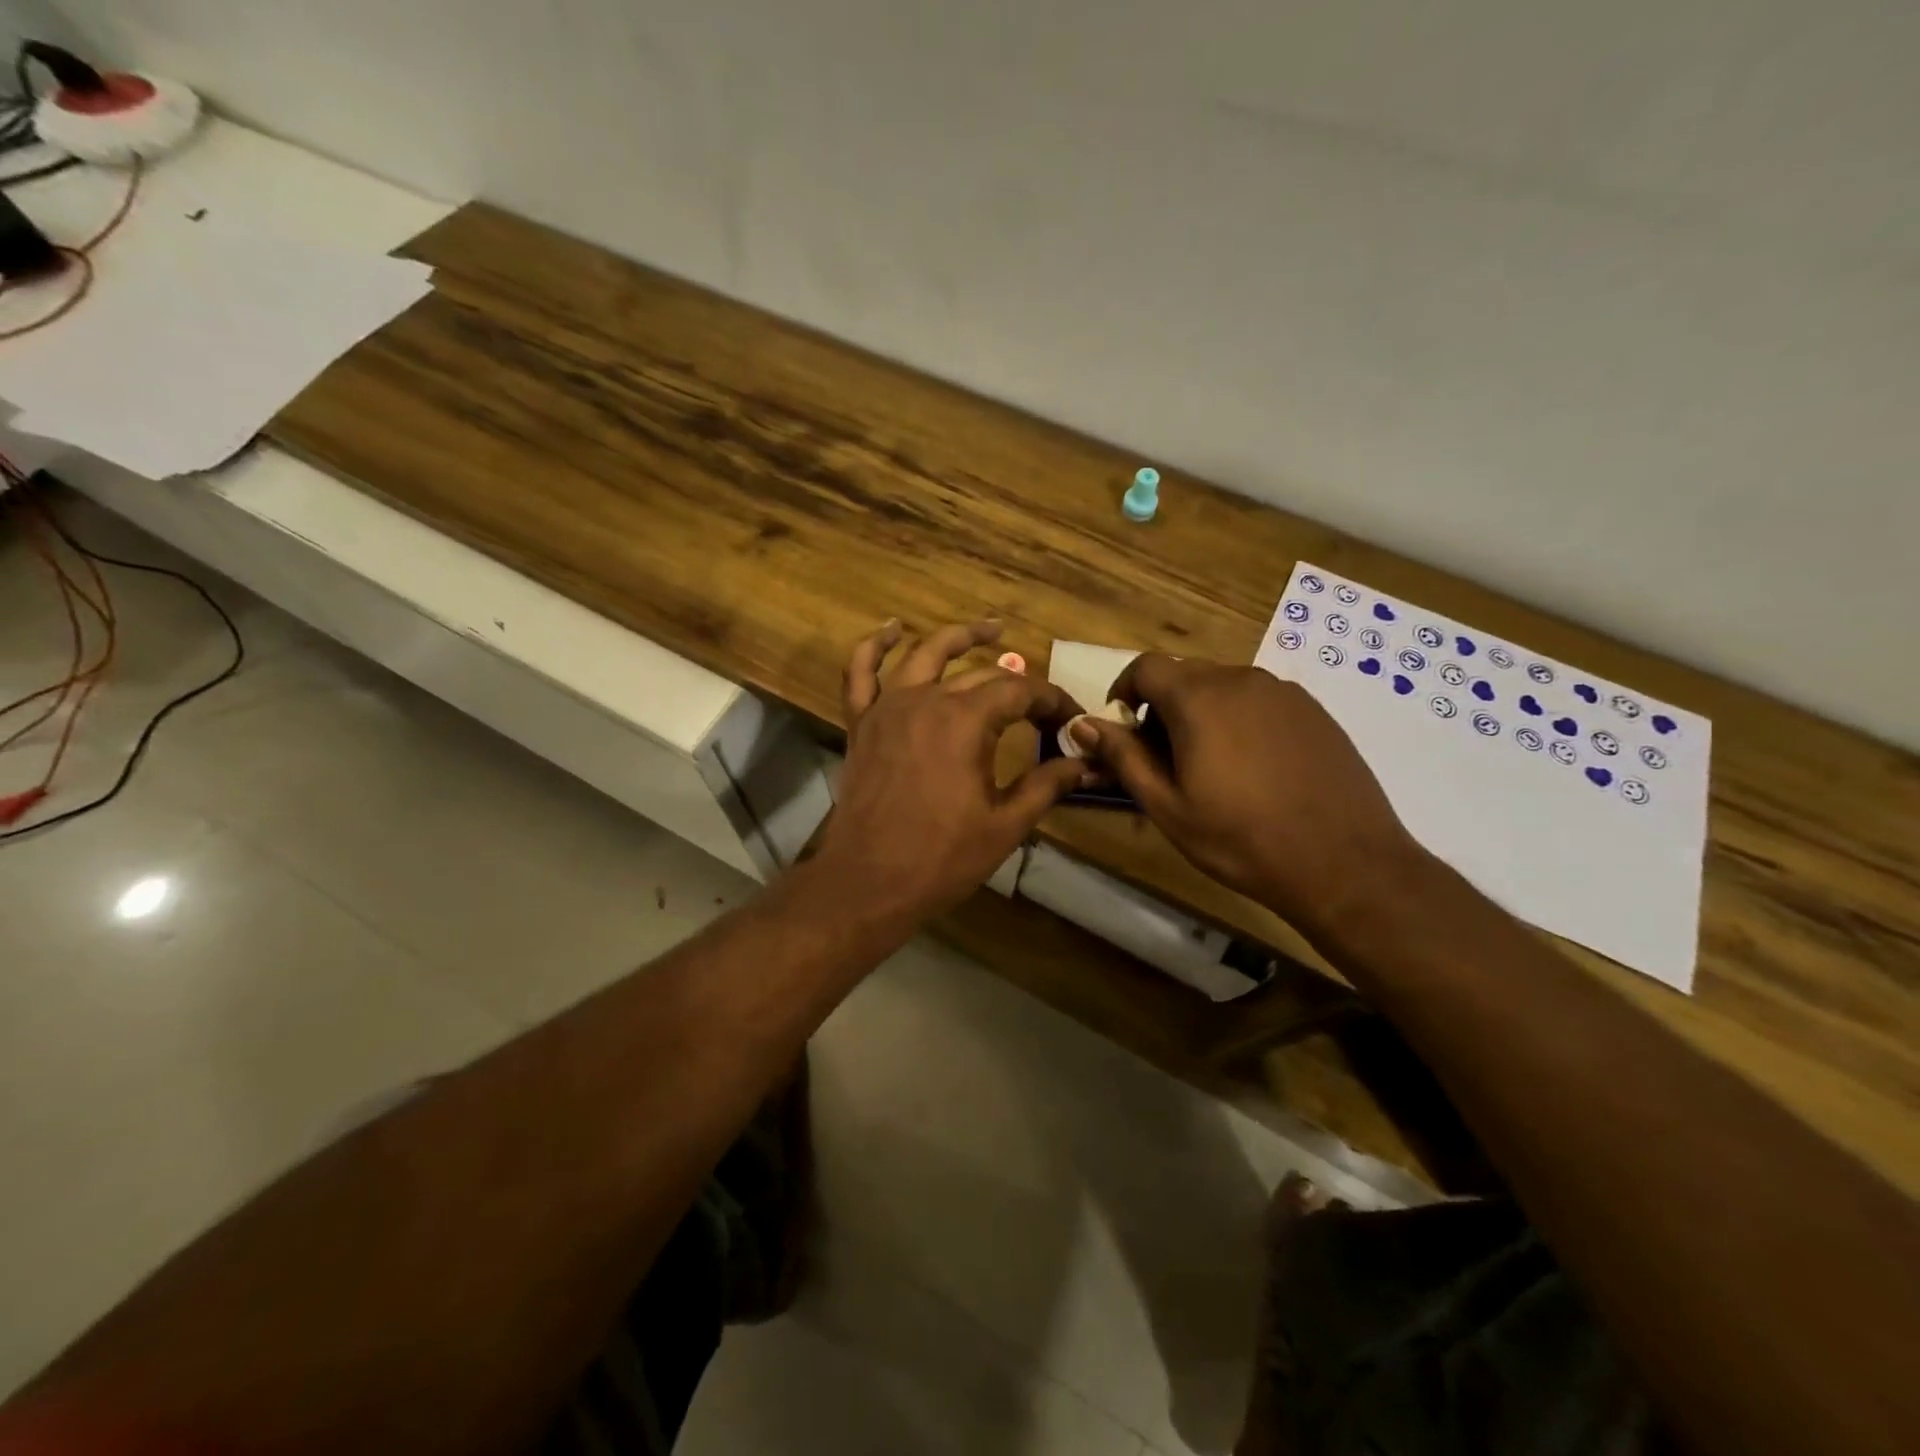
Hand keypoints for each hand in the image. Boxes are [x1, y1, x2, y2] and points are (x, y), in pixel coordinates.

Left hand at [815, 620, 1090, 922]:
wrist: (867, 882)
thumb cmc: (941, 858)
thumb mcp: (1005, 825)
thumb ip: (1046, 785)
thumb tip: (1084, 764)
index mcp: (965, 721)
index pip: (1020, 692)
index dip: (1051, 700)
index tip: (1071, 718)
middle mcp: (926, 700)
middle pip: (980, 675)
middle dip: (1018, 685)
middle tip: (1042, 707)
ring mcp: (887, 708)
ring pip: (924, 654)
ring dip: (960, 638)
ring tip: (991, 629)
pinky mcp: (861, 723)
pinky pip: (860, 673)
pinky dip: (872, 646)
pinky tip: (891, 629)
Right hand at [1071, 655, 1423, 937]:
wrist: (1345, 863)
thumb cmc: (1241, 840)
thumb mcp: (1167, 806)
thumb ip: (1123, 757)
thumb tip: (1082, 724)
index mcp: (1199, 698)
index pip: (1146, 666)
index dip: (1125, 690)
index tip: (1123, 728)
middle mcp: (1242, 680)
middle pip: (1186, 675)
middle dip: (1163, 708)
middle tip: (1163, 760)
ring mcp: (1284, 693)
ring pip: (1224, 688)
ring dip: (1203, 714)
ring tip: (1211, 768)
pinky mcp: (1314, 711)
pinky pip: (1260, 702)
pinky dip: (1241, 722)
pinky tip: (1254, 770)